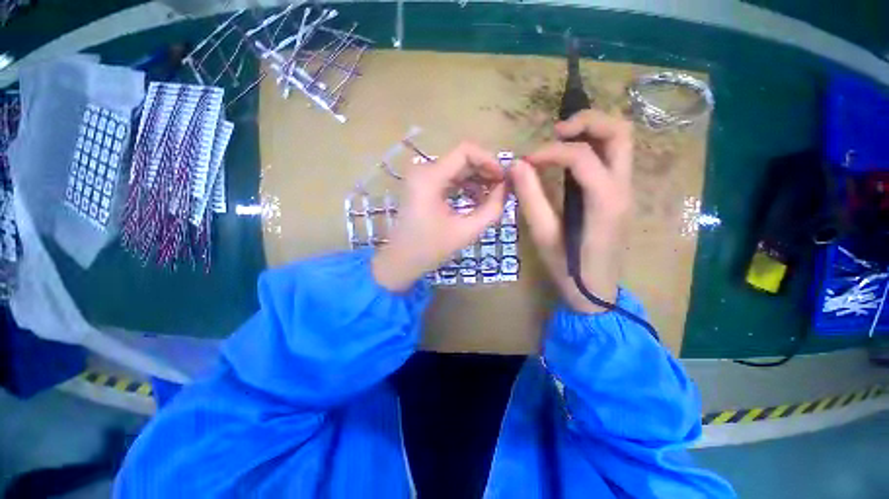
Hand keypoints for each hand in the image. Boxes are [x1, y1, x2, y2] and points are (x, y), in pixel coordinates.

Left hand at [373, 142, 507, 291]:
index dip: (490, 160)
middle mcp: (423, 170)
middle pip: (462, 159)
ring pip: (457, 169)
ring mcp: (421, 178)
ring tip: (493, 198)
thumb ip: (492, 209)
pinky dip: (465, 187)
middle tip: (503, 189)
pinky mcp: (423, 187)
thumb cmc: (430, 249)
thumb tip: (506, 188)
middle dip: (485, 172)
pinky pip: (449, 179)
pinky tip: (477, 201)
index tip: (504, 178)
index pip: (466, 151)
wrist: (400, 261)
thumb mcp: (466, 231)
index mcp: (430, 177)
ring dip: (477, 180)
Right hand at [511, 109, 633, 312]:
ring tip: (561, 140)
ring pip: (622, 142)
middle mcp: (623, 189)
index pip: (581, 156)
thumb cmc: (568, 268)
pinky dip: (594, 146)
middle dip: (587, 121)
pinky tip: (570, 158)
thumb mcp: (543, 235)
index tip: (526, 161)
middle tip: (556, 131)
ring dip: (593, 131)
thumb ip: (530, 198)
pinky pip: (614, 157)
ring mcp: (627, 191)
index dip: (549, 151)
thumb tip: (517, 166)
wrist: (596, 292)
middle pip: (620, 133)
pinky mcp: (621, 196)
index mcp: (604, 201)